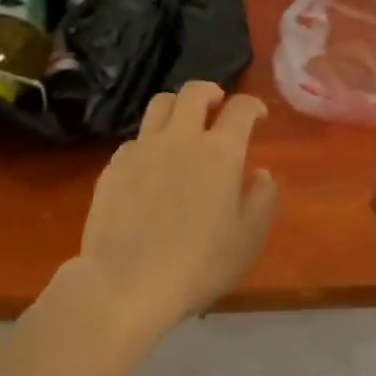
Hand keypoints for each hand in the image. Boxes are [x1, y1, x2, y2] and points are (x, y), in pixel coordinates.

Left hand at [70, 81, 279, 343]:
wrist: (126, 284)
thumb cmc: (198, 264)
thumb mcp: (248, 238)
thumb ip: (262, 199)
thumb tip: (261, 174)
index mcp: (220, 151)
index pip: (240, 108)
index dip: (253, 105)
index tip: (258, 115)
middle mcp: (181, 138)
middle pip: (194, 92)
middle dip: (211, 92)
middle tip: (217, 105)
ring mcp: (142, 149)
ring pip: (160, 104)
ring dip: (177, 107)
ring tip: (183, 125)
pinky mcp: (113, 166)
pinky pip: (135, 139)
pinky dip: (150, 141)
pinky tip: (151, 165)